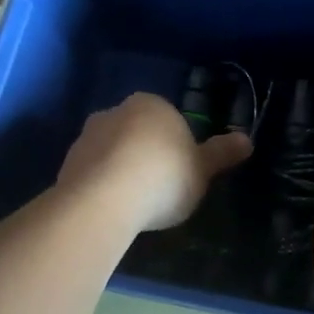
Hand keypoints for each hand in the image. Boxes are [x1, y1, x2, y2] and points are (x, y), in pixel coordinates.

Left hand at [58, 93, 251, 232]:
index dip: (178, 146)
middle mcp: (114, 111)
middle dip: (147, 154)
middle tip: (161, 189)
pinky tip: (113, 209)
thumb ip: (222, 154)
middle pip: (138, 133)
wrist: (104, 201)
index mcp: (150, 104)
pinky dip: (102, 187)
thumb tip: (247, 140)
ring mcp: (85, 137)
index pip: (169, 119)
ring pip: (112, 152)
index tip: (182, 172)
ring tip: (136, 204)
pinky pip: (93, 174)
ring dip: (122, 170)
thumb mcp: (203, 169)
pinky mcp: (66, 165)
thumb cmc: (163, 177)